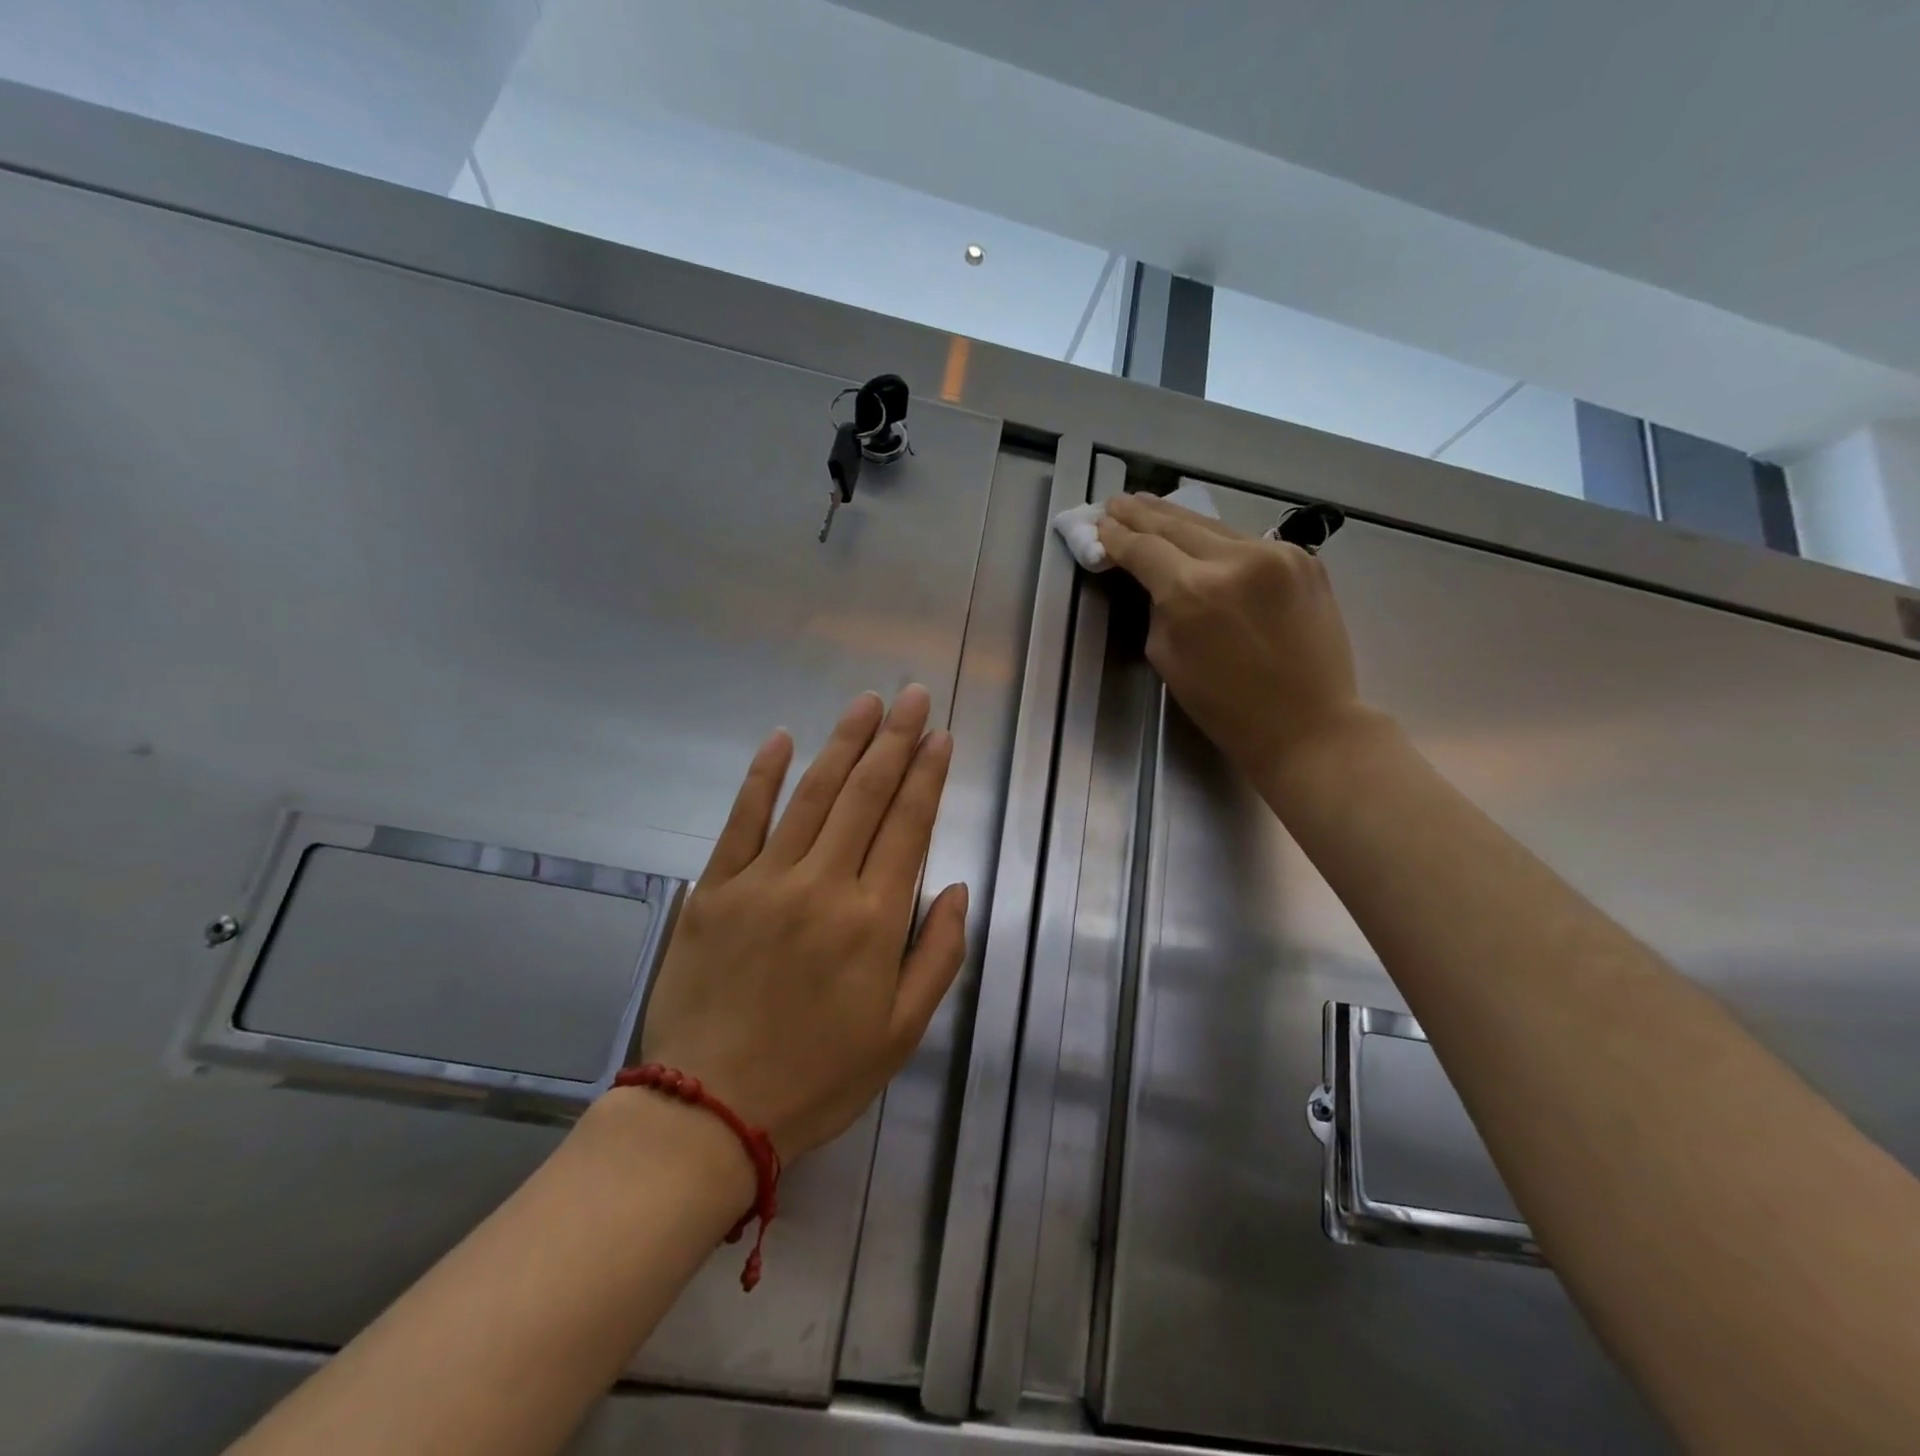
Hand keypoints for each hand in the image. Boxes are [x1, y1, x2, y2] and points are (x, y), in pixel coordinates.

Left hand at [637, 686, 968, 1160]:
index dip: (928, 777)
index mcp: (874, 921)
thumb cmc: (818, 1076)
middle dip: (895, 741)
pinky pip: (742, 820)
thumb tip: (958, 889)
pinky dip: (762, 777)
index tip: (941, 737)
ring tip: (866, 703)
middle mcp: (823, 886)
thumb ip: (939, 955)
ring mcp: (763, 882)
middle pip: (866, 796)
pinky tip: (781, 739)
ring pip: (812, 796)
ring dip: (842, 743)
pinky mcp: (714, 889)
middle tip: (914, 697)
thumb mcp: (902, 1033)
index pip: (909, 827)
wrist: (710, 1112)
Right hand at [1097, 493, 1369, 790]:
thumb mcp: (1167, 658)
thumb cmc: (1225, 707)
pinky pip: (1248, 542)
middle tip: (1117, 502)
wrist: (1308, 725)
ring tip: (1150, 506)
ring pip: (1214, 526)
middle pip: (1176, 524)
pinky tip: (1201, 535)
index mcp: (1192, 592)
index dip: (1117, 536)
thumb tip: (1157, 579)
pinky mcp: (1305, 560)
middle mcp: (1234, 560)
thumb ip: (1158, 609)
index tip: (1100, 524)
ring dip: (1178, 518)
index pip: (1143, 549)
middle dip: (1142, 513)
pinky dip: (1218, 538)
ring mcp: (1276, 554)